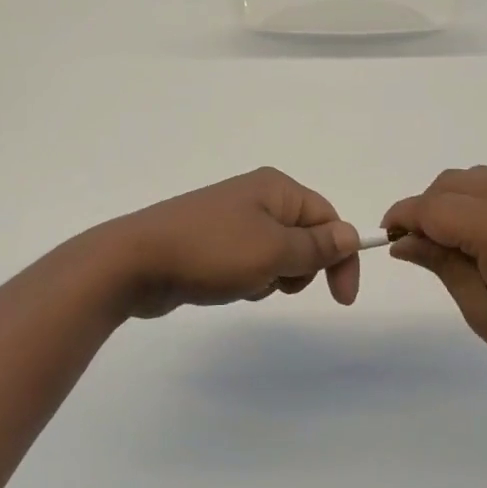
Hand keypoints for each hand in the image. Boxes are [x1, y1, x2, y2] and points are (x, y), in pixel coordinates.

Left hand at [100, 168, 362, 319]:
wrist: (136, 262)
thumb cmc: (211, 252)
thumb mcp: (273, 251)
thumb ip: (316, 247)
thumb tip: (351, 234)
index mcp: (276, 188)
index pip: (328, 218)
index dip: (340, 256)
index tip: (341, 298)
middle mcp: (256, 197)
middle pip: (304, 236)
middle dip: (299, 267)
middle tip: (276, 281)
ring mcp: (231, 219)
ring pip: (276, 254)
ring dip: (271, 277)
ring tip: (243, 283)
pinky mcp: (212, 243)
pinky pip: (249, 262)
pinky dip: (247, 279)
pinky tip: (225, 287)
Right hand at [382, 166, 486, 397]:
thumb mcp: (484, 311)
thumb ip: (441, 266)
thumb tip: (403, 242)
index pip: (433, 207)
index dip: (403, 218)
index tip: (387, 239)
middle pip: (451, 183)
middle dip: (425, 207)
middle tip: (419, 247)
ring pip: (476, 177)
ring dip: (452, 199)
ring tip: (451, 241)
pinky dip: (479, 198)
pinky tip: (484, 235)